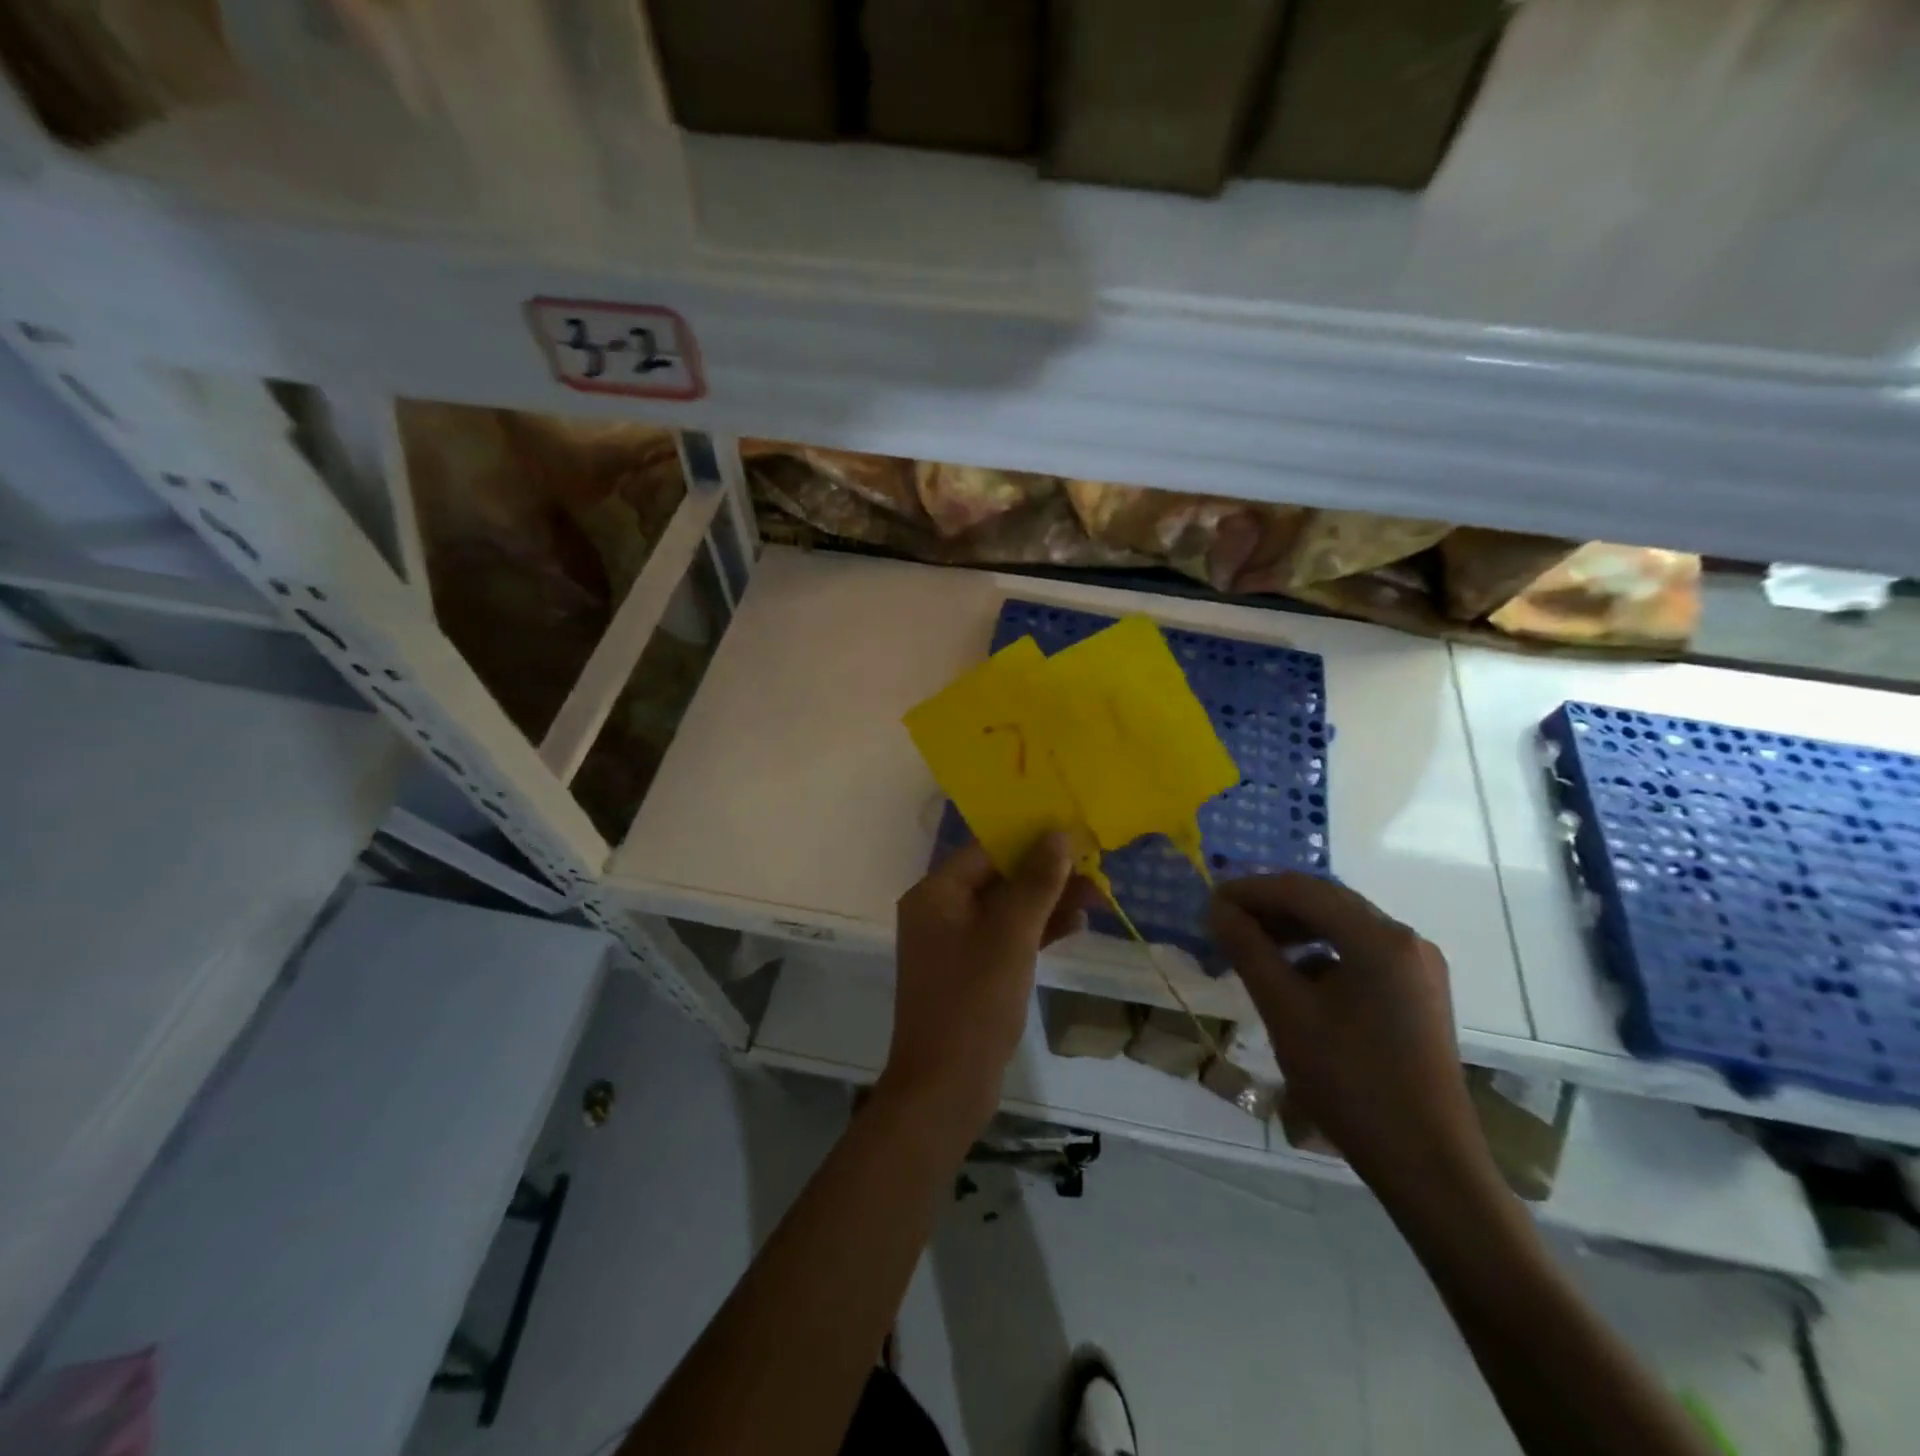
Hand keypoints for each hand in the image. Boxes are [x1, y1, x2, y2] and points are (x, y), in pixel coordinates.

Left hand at [882, 834, 1095, 1135]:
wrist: (944, 1088)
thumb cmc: (974, 1002)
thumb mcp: (1010, 936)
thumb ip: (1035, 883)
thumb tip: (1058, 834)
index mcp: (936, 894)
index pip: (986, 849)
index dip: (1030, 838)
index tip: (1074, 833)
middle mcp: (940, 911)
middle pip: (998, 878)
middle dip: (1046, 874)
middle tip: (1095, 871)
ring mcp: (954, 944)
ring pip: (1006, 909)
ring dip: (1047, 902)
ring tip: (1097, 897)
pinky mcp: (971, 971)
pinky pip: (1005, 938)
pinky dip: (1036, 931)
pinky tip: (1075, 926)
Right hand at [1210, 875, 1498, 1209]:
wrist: (1428, 1164)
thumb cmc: (1351, 1082)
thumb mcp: (1286, 1012)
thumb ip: (1249, 951)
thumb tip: (1217, 909)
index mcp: (1379, 938)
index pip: (1303, 890)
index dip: (1251, 890)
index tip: (1210, 902)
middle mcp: (1405, 940)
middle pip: (1326, 902)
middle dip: (1271, 906)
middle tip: (1225, 921)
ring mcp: (1417, 967)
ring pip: (1342, 926)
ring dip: (1294, 928)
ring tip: (1251, 945)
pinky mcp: (1417, 993)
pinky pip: (1360, 953)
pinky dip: (1319, 953)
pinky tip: (1293, 975)